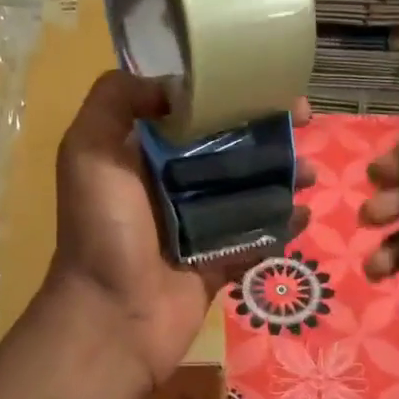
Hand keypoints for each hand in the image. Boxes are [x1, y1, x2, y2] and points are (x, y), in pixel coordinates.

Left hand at [46, 72, 313, 388]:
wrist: (113, 316)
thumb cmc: (103, 229)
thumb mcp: (88, 151)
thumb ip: (115, 101)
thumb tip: (169, 84)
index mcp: (143, 155)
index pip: (193, 113)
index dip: (229, 94)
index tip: (265, 82)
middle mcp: (172, 184)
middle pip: (229, 147)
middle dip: (267, 132)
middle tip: (304, 123)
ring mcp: (198, 225)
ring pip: (249, 190)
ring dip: (283, 176)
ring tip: (310, 174)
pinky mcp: (219, 261)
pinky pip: (257, 237)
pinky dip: (282, 226)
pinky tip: (304, 215)